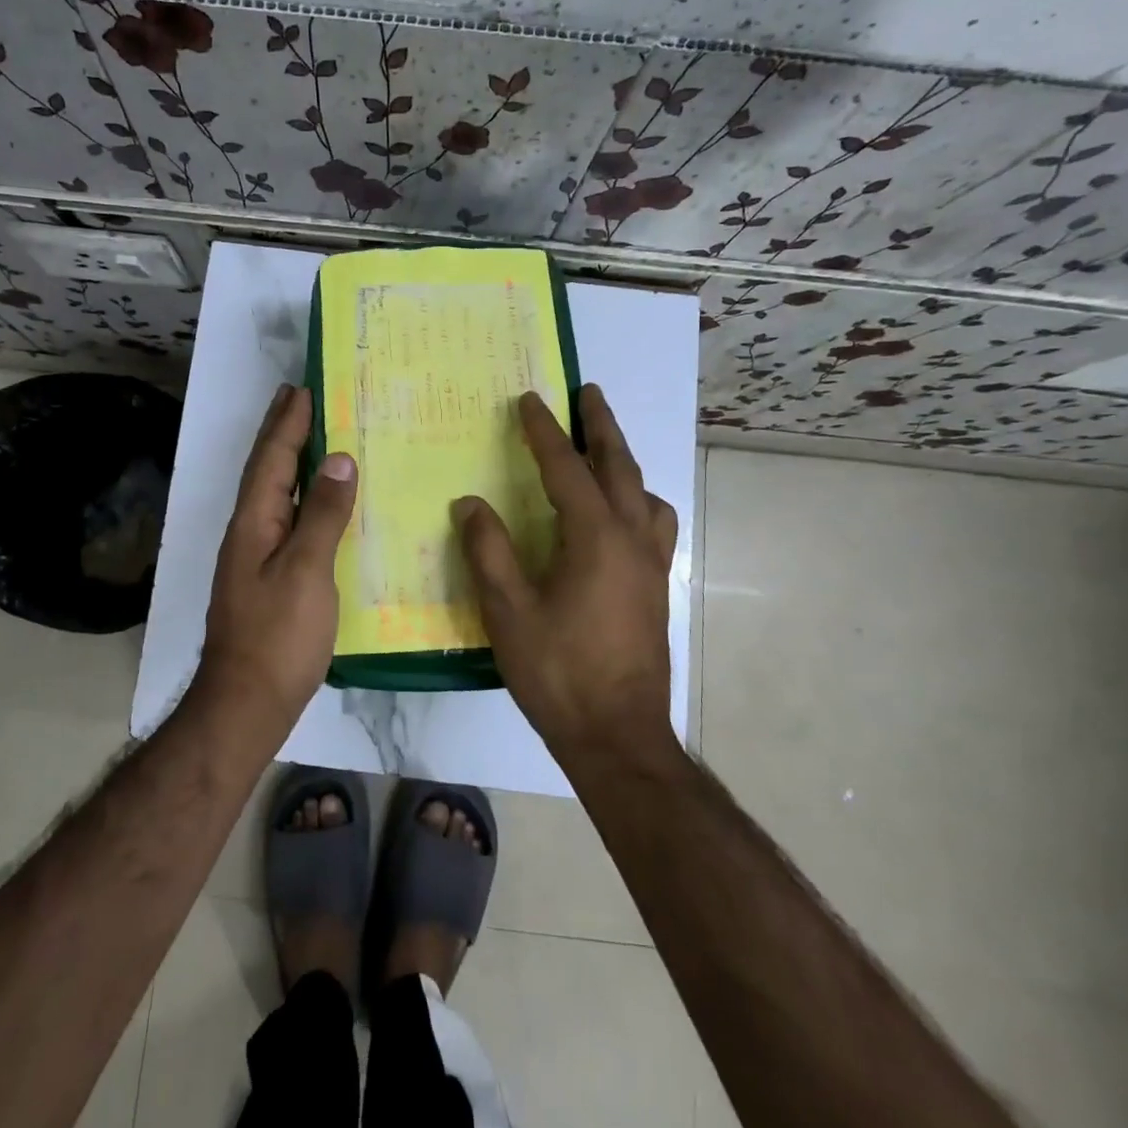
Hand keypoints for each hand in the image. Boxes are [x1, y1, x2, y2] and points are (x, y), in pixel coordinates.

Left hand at [194, 383, 357, 730]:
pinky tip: (320, 505)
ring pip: (277, 496)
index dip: (287, 423)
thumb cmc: (278, 635)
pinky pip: (288, 522)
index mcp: (254, 522)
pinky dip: (303, 500)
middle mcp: (250, 532)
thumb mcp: (306, 570)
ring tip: (313, 437)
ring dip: (292, 463)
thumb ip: (323, 515)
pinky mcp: (269, 579)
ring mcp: (256, 557)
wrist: (247, 702)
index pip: (272, 459)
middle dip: (281, 433)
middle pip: (267, 472)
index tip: (302, 388)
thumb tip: (338, 460)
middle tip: (299, 398)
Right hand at [452, 384, 678, 759]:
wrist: (617, 735)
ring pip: (645, 493)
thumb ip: (489, 551)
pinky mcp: (657, 587)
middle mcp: (632, 538)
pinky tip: (621, 516)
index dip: (544, 432)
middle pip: (619, 466)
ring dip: (624, 462)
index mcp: (595, 538)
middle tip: (590, 392)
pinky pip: (655, 524)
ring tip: (605, 450)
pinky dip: (639, 500)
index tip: (529, 400)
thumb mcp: (508, 611)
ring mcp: (652, 564)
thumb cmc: (558, 671)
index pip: (566, 468)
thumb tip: (470, 503)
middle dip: (600, 426)